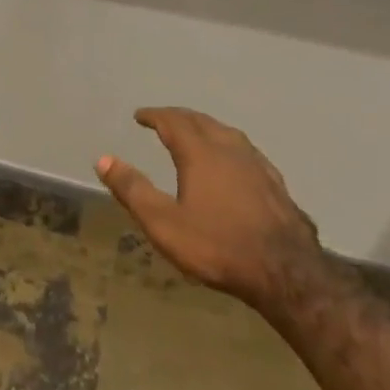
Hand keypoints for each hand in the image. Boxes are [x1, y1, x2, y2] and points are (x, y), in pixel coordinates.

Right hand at [96, 106, 321, 305]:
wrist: (286, 273)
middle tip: (164, 119)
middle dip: (180, 117)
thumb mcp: (163, 223)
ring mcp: (258, 166)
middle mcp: (230, 150)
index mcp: (200, 154)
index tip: (140, 115)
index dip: (155, 116)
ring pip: (228, 134)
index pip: (174, 122)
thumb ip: (133, 189)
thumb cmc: (217, 247)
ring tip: (196, 133)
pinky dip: (230, 146)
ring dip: (207, 127)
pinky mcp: (277, 185)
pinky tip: (235, 162)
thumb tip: (103, 159)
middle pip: (202, 122)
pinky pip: (247, 152)